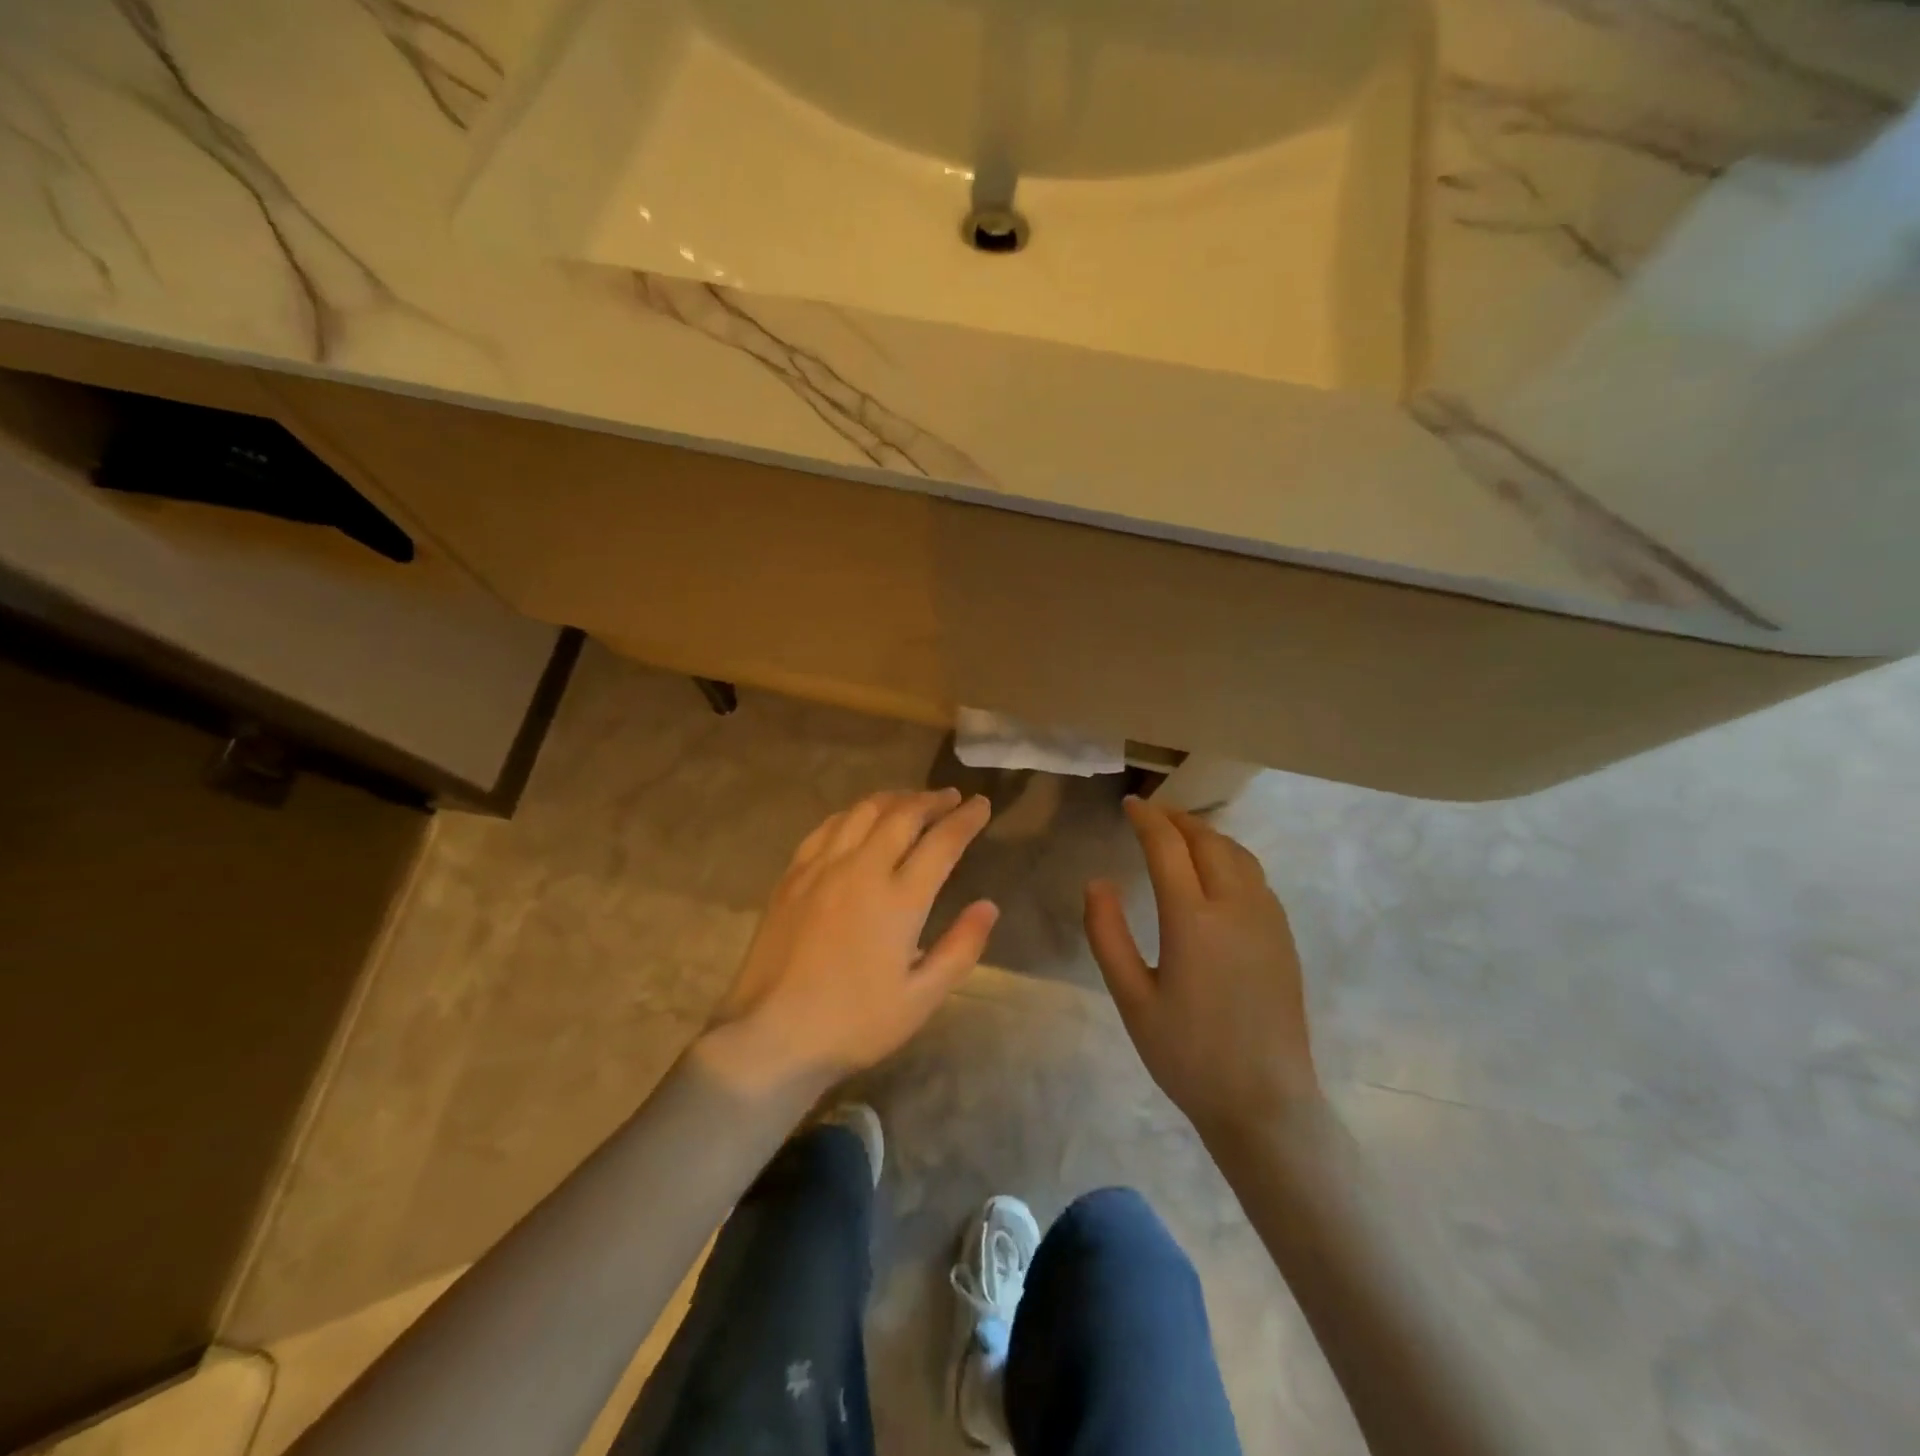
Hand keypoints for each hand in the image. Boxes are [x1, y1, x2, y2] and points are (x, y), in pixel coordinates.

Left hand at [704, 789, 998, 1092]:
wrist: (771, 1036)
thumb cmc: (854, 1024)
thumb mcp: (921, 999)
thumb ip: (961, 948)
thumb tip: (988, 906)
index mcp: (898, 900)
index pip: (941, 842)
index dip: (966, 819)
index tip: (981, 804)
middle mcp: (861, 870)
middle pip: (902, 815)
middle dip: (932, 800)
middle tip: (951, 797)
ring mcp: (821, 868)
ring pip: (862, 812)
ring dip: (893, 799)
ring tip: (911, 800)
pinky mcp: (792, 876)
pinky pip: (827, 827)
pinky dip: (852, 814)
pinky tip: (858, 819)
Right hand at [1085, 796, 1319, 1142]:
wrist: (1263, 1103)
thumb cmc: (1187, 1054)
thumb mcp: (1131, 998)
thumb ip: (1107, 935)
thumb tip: (1097, 881)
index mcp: (1193, 919)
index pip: (1167, 847)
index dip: (1147, 819)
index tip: (1130, 804)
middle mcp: (1235, 907)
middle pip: (1208, 841)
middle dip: (1178, 819)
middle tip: (1152, 814)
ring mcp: (1267, 921)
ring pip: (1238, 855)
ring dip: (1207, 834)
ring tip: (1182, 834)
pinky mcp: (1283, 938)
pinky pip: (1256, 878)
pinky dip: (1231, 857)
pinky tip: (1217, 872)